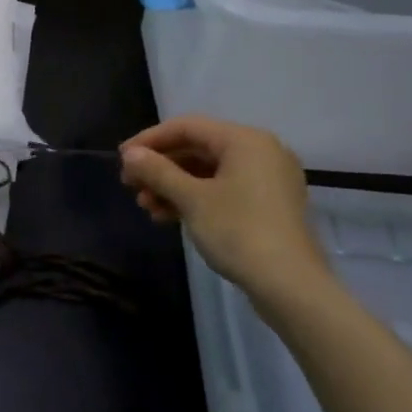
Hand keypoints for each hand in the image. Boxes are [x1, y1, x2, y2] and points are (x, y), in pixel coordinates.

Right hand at [120, 117, 332, 305]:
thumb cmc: (238, 231)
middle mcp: (260, 151)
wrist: (290, 284)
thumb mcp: (191, 199)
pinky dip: (195, 198)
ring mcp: (267, 179)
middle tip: (130, 186)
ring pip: (208, 172)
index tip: (121, 159)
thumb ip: (158, 171)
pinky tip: (168, 216)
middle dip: (161, 167)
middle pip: (198, 148)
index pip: (188, 127)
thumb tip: (130, 154)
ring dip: (173, 186)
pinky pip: (223, 189)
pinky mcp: (268, 204)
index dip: (150, 140)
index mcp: (245, 140)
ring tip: (146, 207)